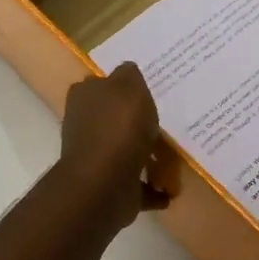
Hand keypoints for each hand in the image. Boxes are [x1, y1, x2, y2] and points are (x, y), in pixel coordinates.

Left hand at [58, 63, 169, 232]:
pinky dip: (151, 187)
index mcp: (85, 97)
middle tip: (165, 123)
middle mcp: (85, 125)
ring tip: (173, 157)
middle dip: (136, 123)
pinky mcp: (108, 186)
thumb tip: (126, 71)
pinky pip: (135, 184)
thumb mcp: (129, 86)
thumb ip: (129, 75)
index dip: (123, 87)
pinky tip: (169, 188)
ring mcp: (95, 157)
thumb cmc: (118, 127)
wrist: (104, 183)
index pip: (102, 84)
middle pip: (114, 118)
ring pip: (125, 151)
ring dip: (146, 155)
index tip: (147, 91)